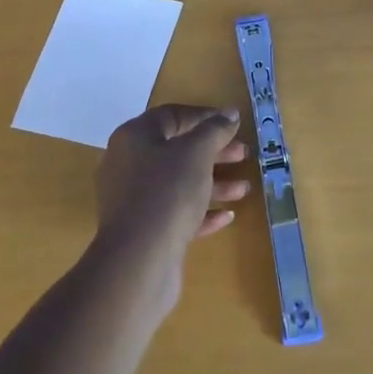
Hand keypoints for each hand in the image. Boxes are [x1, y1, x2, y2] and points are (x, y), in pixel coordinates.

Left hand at [94, 105, 252, 272]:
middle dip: (214, 152)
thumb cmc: (168, 191)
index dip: (204, 116)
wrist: (139, 260)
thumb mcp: (197, 152)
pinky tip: (227, 216)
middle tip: (244, 154)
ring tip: (244, 189)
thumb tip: (229, 113)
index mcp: (134, 137)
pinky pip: (175, 212)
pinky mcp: (143, 231)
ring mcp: (133, 200)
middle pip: (177, 150)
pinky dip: (200, 211)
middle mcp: (128, 164)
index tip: (232, 124)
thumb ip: (215, 129)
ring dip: (213, 183)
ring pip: (178, 183)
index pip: (172, 115)